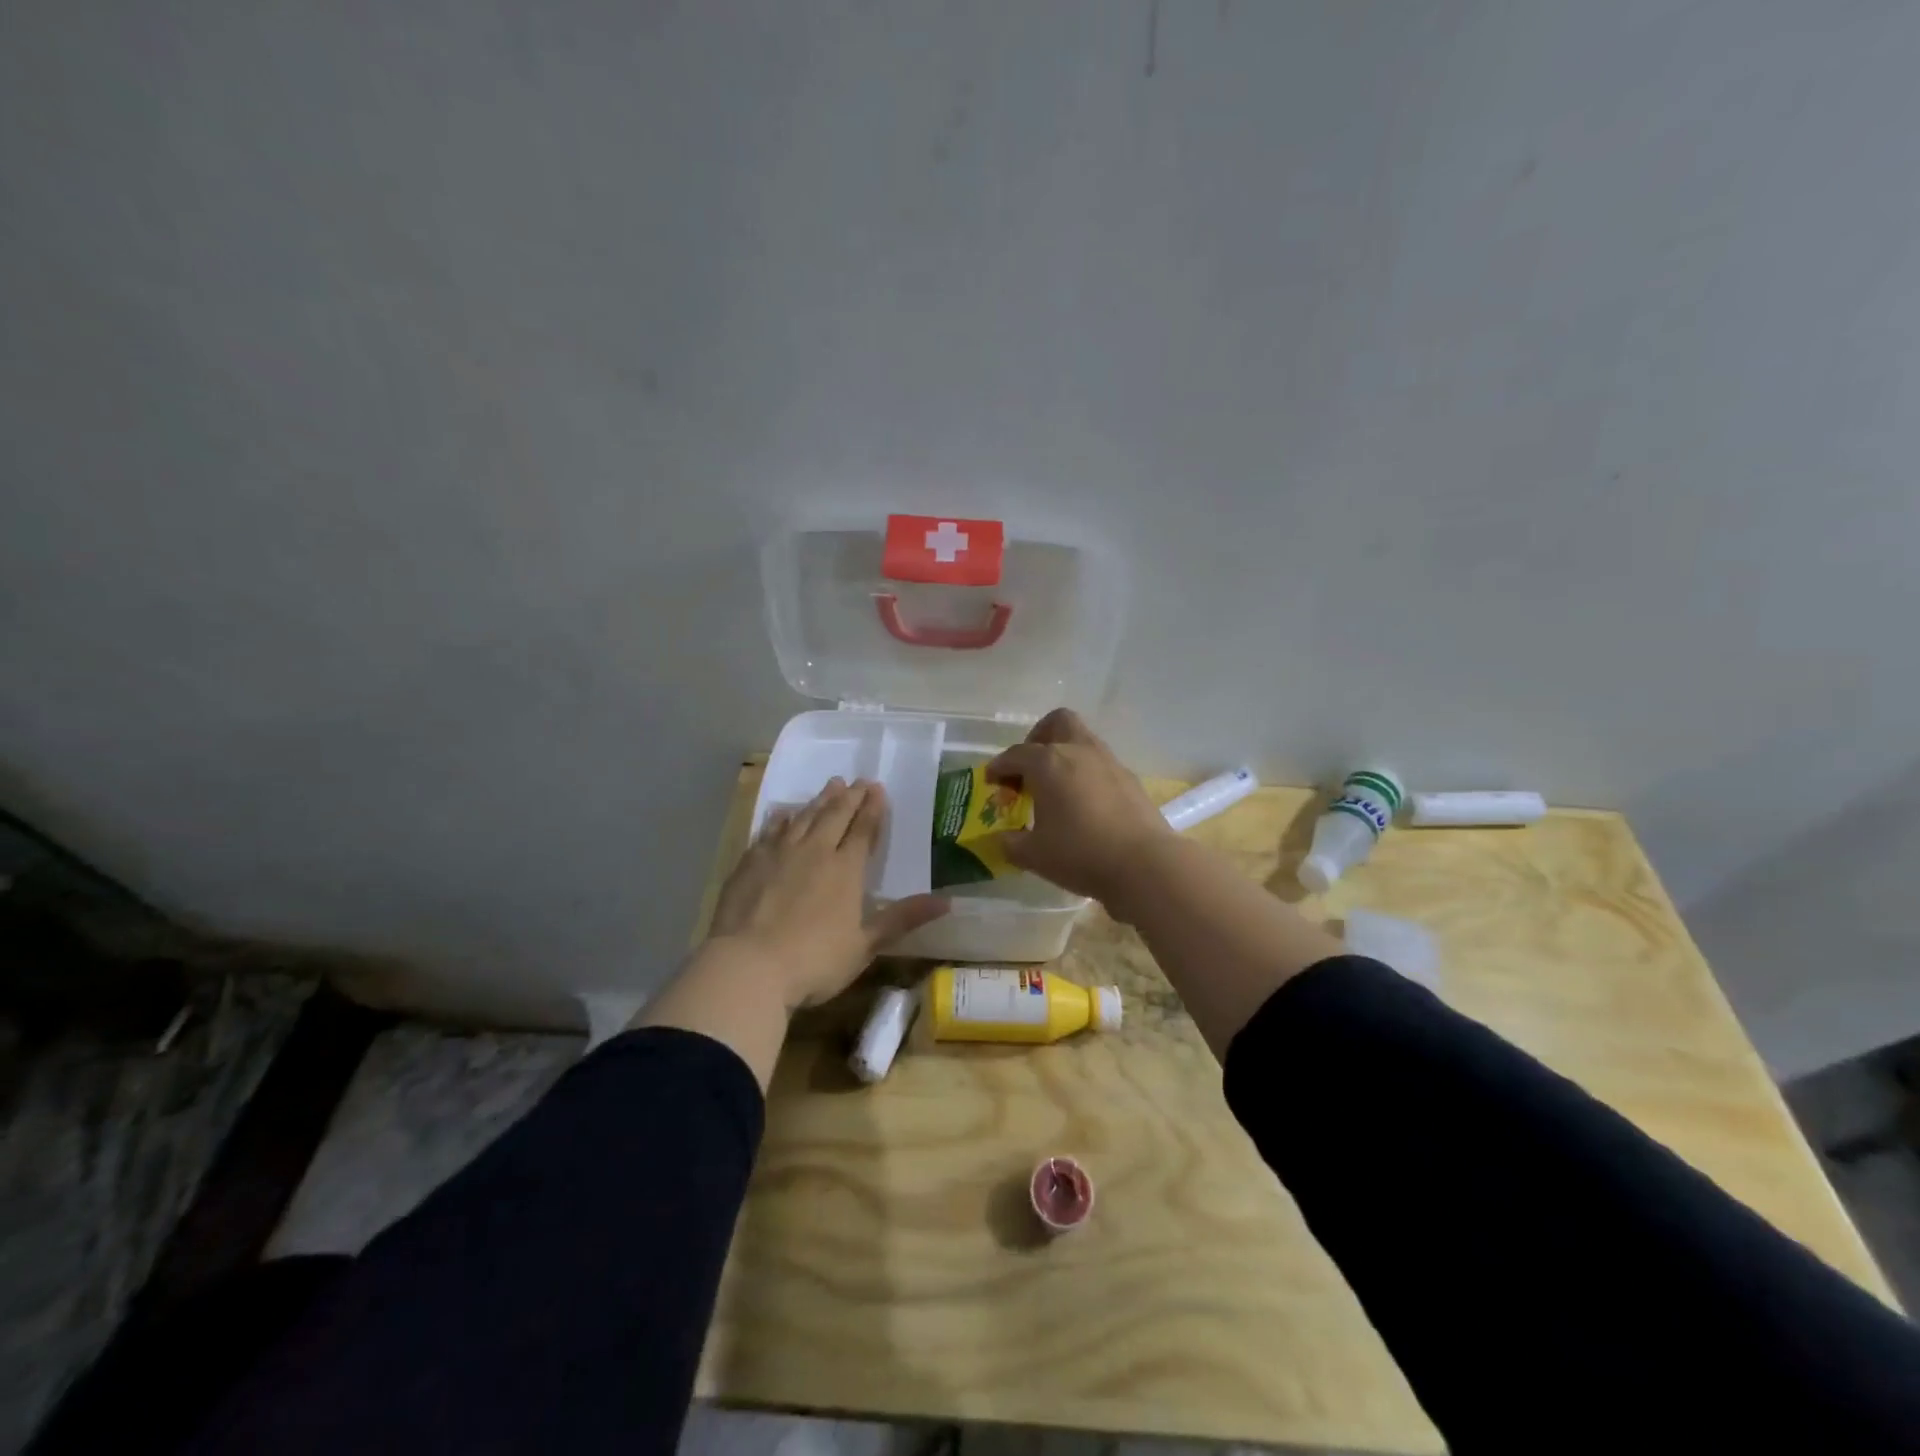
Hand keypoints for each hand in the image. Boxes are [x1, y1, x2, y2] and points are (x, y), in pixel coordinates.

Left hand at [706, 778, 946, 1010]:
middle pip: (835, 815)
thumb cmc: (814, 961)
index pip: (864, 830)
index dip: (873, 808)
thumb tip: (948, 902)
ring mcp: (778, 853)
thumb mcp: (865, 945)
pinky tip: (783, 812)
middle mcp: (814, 851)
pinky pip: (769, 830)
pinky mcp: (750, 862)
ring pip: (804, 817)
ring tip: (831, 785)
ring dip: (819, 800)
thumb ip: (903, 919)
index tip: (878, 788)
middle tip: (858, 780)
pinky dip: (780, 818)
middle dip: (850, 796)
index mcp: (845, 869)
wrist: (747, 966)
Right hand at [985, 708, 1172, 903]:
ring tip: (1056, 787)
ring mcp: (1108, 762)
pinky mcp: (1130, 779)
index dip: (999, 767)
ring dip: (1065, 754)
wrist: (1144, 864)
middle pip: (1057, 723)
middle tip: (1029, 767)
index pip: (1015, 755)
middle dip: (1039, 738)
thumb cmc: (1080, 853)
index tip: (992, 781)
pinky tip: (1084, 803)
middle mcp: (1078, 751)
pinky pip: (1100, 764)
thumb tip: (1002, 840)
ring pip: (1083, 740)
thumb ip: (1011, 844)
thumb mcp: (1034, 855)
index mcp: (1048, 762)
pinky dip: (1086, 774)